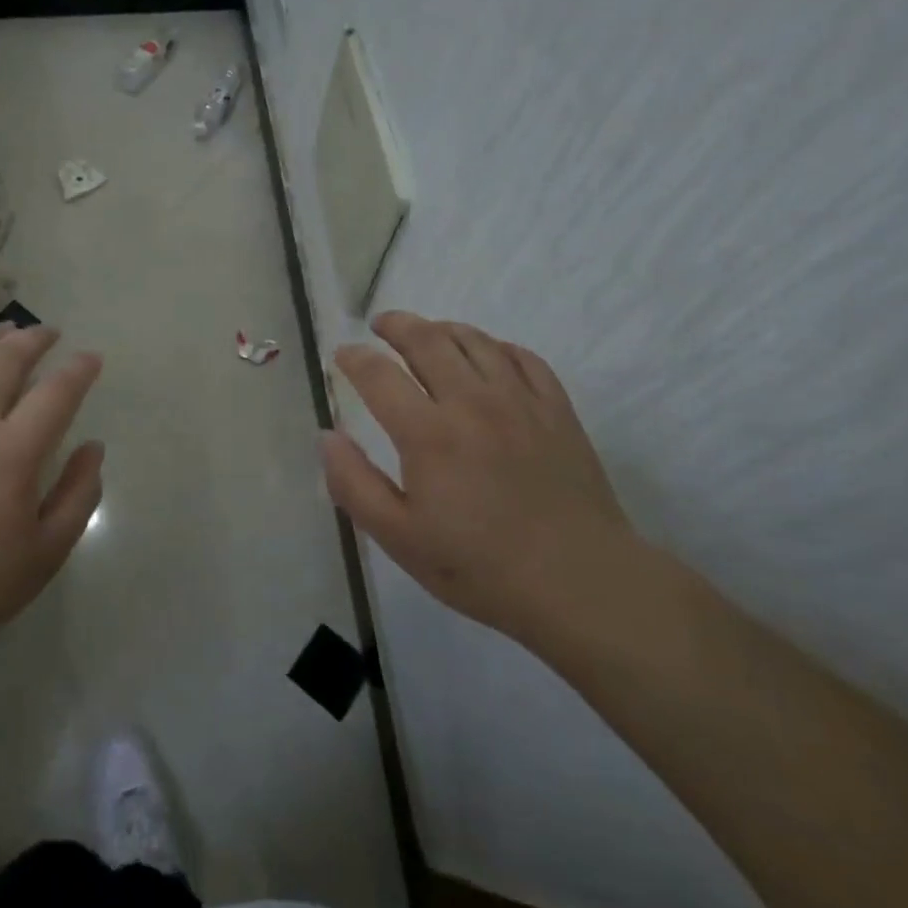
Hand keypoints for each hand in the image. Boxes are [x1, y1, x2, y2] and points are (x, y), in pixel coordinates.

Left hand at [0, 325, 103, 711]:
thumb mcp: (45, 554)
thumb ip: (79, 494)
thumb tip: (93, 447)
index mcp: (12, 452)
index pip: (57, 392)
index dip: (79, 369)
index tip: (91, 358)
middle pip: (5, 359)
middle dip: (34, 338)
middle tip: (48, 333)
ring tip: (1, 333)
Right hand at [321, 311, 634, 647]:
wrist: (579, 582)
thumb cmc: (480, 566)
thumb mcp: (399, 538)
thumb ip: (354, 484)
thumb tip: (328, 436)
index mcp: (427, 432)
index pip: (379, 374)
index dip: (355, 358)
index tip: (343, 355)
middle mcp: (471, 401)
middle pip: (427, 340)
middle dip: (396, 324)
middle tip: (380, 324)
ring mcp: (519, 400)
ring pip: (474, 340)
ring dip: (442, 328)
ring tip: (427, 332)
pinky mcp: (556, 409)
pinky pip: (522, 357)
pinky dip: (496, 346)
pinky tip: (488, 354)